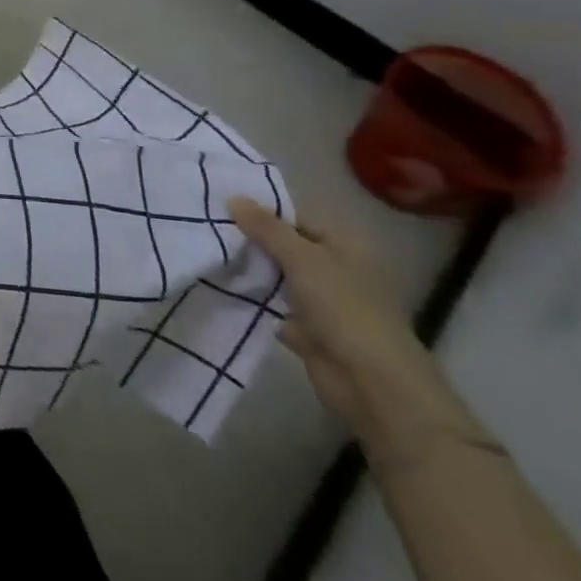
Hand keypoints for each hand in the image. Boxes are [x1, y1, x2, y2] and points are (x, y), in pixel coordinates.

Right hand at [228, 197, 482, 463]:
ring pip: (280, 279)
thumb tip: (233, 196)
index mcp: (346, 248)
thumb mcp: (302, 259)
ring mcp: (325, 304)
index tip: (222, 208)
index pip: (298, 220)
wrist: (372, 384)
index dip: (263, 213)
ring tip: (209, 255)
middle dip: (253, 243)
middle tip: (209, 230)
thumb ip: (266, 228)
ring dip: (252, 273)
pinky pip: (276, 308)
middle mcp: (337, 271)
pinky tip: (224, 290)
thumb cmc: (344, 309)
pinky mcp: (311, 332)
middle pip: (288, 249)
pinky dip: (256, 302)